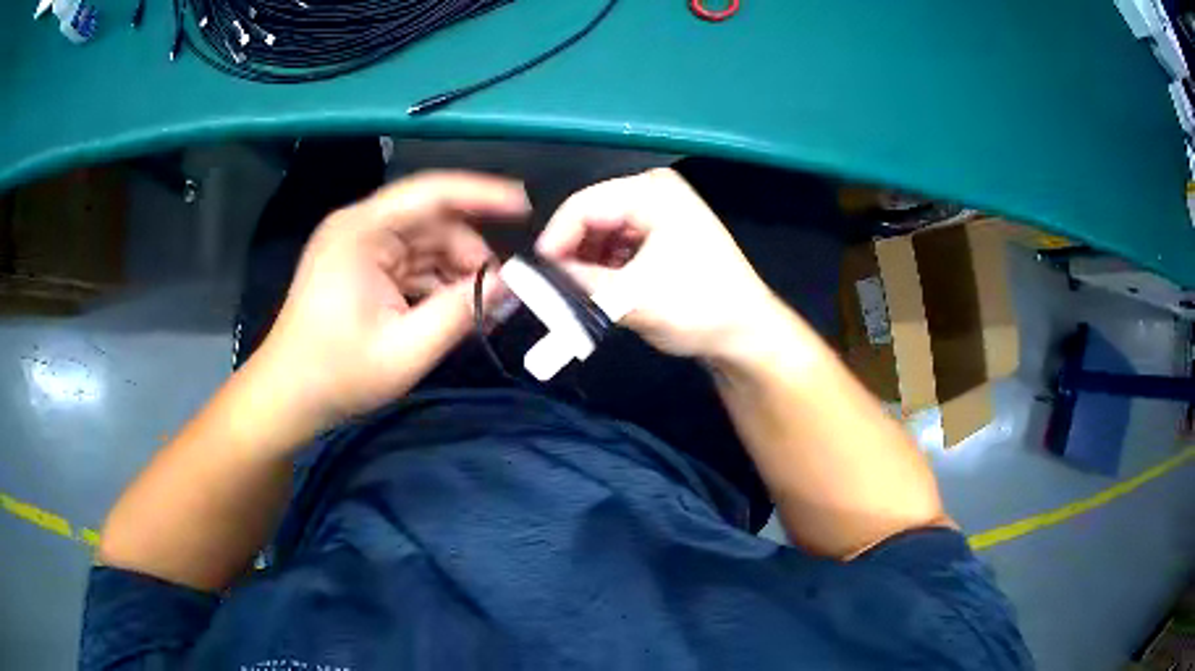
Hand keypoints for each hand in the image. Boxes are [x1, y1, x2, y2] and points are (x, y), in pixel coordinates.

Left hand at [251, 171, 528, 425]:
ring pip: (424, 243)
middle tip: (500, 291)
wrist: (287, 396)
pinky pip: (410, 263)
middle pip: (431, 220)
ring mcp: (359, 246)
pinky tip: (454, 309)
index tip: (525, 207)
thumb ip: (460, 313)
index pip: (432, 193)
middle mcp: (360, 227)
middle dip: (469, 252)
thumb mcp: (406, 350)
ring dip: (454, 271)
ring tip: (480, 308)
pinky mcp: (360, 267)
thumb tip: (507, 284)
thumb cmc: (337, 374)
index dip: (483, 195)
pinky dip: (435, 282)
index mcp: (362, 231)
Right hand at [536, 169, 780, 358]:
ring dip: (587, 263)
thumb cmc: (698, 307)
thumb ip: (577, 284)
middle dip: (571, 252)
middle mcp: (654, 193)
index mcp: (651, 191)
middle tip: (552, 288)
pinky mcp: (663, 236)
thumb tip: (532, 278)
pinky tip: (603, 290)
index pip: (583, 205)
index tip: (535, 276)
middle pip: (592, 216)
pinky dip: (605, 267)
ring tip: (577, 294)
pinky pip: (619, 244)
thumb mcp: (631, 297)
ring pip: (603, 232)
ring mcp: (661, 213)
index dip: (554, 239)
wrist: (747, 335)